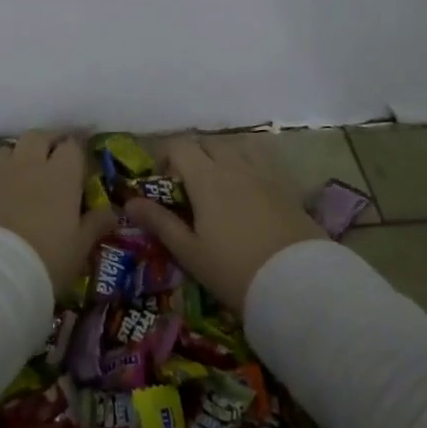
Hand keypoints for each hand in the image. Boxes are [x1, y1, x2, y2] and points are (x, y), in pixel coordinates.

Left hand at [0, 131, 113, 294]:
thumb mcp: (79, 248)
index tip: (82, 157)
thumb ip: (95, 225)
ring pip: (10, 149)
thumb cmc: (45, 259)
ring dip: (20, 155)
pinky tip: (2, 195)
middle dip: (48, 141)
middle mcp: (29, 165)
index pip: (72, 146)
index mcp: (61, 175)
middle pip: (38, 136)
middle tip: (55, 155)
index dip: (78, 148)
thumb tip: (112, 212)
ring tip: (26, 172)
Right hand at [122, 134, 325, 312]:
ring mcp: (263, 172)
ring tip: (220, 184)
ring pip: (236, 147)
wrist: (297, 284)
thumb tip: (129, 202)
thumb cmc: (234, 270)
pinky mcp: (286, 184)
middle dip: (193, 156)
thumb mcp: (189, 251)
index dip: (165, 156)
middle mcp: (234, 165)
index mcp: (206, 177)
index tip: (162, 180)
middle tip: (189, 186)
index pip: (179, 146)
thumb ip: (159, 222)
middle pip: (207, 143)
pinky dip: (249, 163)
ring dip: (222, 156)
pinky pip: (262, 159)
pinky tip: (250, 187)